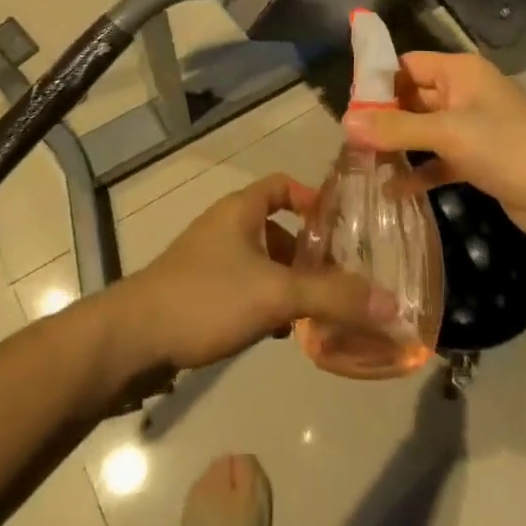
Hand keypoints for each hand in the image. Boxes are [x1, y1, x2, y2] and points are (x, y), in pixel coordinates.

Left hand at [117, 173, 396, 373]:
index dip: (313, 199)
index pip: (283, 185)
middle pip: (276, 228)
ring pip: (261, 262)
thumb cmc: (206, 298)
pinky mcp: (199, 292)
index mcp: (240, 210)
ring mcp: (209, 260)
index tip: (342, 227)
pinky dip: (265, 302)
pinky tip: (279, 332)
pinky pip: (244, 288)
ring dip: (288, 283)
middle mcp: (225, 227)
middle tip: (340, 278)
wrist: (133, 339)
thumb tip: (392, 303)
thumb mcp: (275, 294)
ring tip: (317, 310)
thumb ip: (333, 297)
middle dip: (308, 253)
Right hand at [342, 51, 525, 247]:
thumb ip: (396, 129)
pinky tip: (393, 189)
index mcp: (460, 72)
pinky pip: (440, 160)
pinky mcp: (480, 160)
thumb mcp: (447, 133)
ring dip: (399, 146)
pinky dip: (420, 171)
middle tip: (348, 139)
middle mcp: (465, 93)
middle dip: (384, 117)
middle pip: (414, 98)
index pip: (408, 65)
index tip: (348, 106)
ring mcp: (474, 128)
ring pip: (425, 131)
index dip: (378, 82)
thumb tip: (345, 123)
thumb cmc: (506, 147)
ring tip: (362, 163)